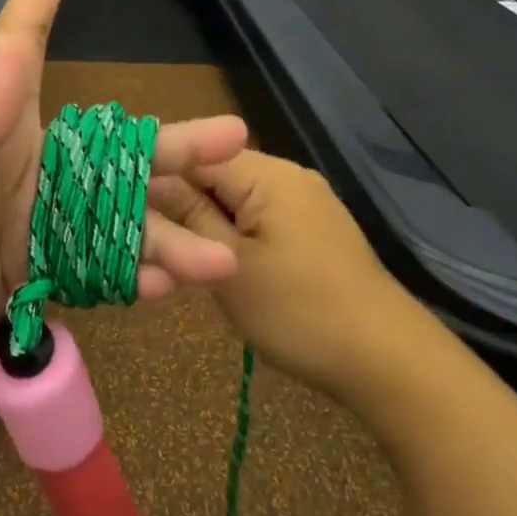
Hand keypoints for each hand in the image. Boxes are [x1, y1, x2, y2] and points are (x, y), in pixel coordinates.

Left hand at [0, 0, 248, 411]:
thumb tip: (16, 52)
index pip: (19, 47)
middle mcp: (20, 169)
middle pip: (110, 149)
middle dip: (170, 146)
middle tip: (234, 140)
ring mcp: (33, 223)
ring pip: (116, 216)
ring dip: (166, 233)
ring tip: (222, 256)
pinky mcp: (37, 273)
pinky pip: (98, 268)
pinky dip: (133, 276)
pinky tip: (171, 286)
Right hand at [151, 150, 437, 403]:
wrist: (385, 361)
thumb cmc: (299, 311)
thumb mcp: (228, 265)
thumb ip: (187, 216)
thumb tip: (149, 181)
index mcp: (267, 174)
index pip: (194, 154)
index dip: (158, 179)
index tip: (131, 212)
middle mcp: (288, 176)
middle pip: (215, 176)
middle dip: (184, 207)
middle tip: (157, 247)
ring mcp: (305, 203)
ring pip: (235, 201)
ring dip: (207, 226)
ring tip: (184, 261)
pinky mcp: (314, 230)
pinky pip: (259, 220)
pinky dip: (235, 239)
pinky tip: (222, 268)